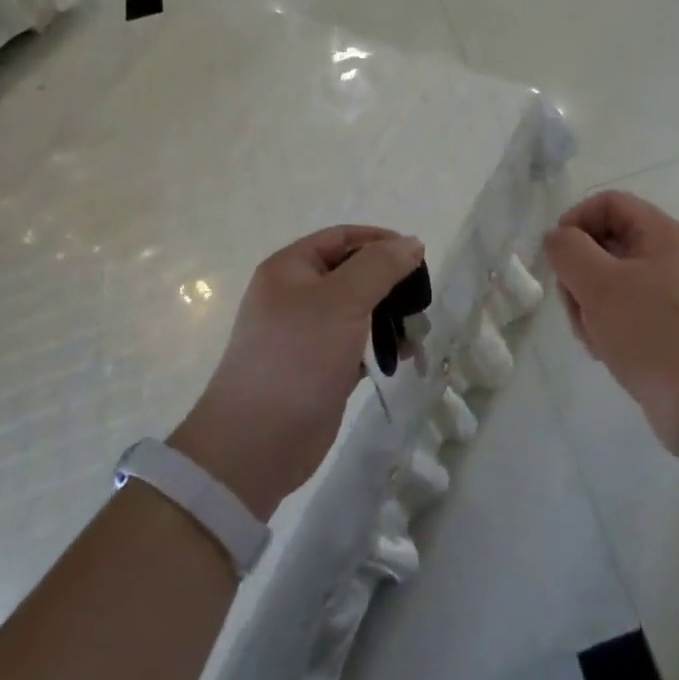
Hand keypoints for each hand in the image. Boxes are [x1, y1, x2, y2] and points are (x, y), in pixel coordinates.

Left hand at [171, 226, 423, 518]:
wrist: (258, 442)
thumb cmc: (298, 356)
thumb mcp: (343, 300)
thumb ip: (380, 266)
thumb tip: (412, 242)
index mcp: (290, 268)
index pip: (342, 238)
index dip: (379, 241)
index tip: (417, 256)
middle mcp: (295, 295)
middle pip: (352, 273)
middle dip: (389, 283)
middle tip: (420, 300)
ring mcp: (306, 334)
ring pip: (357, 311)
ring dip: (389, 317)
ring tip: (417, 332)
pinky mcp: (318, 367)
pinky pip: (355, 344)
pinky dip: (379, 346)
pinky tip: (403, 357)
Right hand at [542, 191, 678, 455]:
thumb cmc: (654, 334)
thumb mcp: (600, 284)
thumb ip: (568, 250)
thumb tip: (556, 238)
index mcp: (661, 234)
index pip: (608, 203)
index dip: (576, 220)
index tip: (557, 255)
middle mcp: (668, 257)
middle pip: (604, 243)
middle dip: (579, 273)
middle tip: (575, 305)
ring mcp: (668, 294)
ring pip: (608, 282)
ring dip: (588, 305)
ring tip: (593, 337)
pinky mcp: (665, 328)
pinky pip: (622, 311)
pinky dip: (605, 326)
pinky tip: (605, 352)